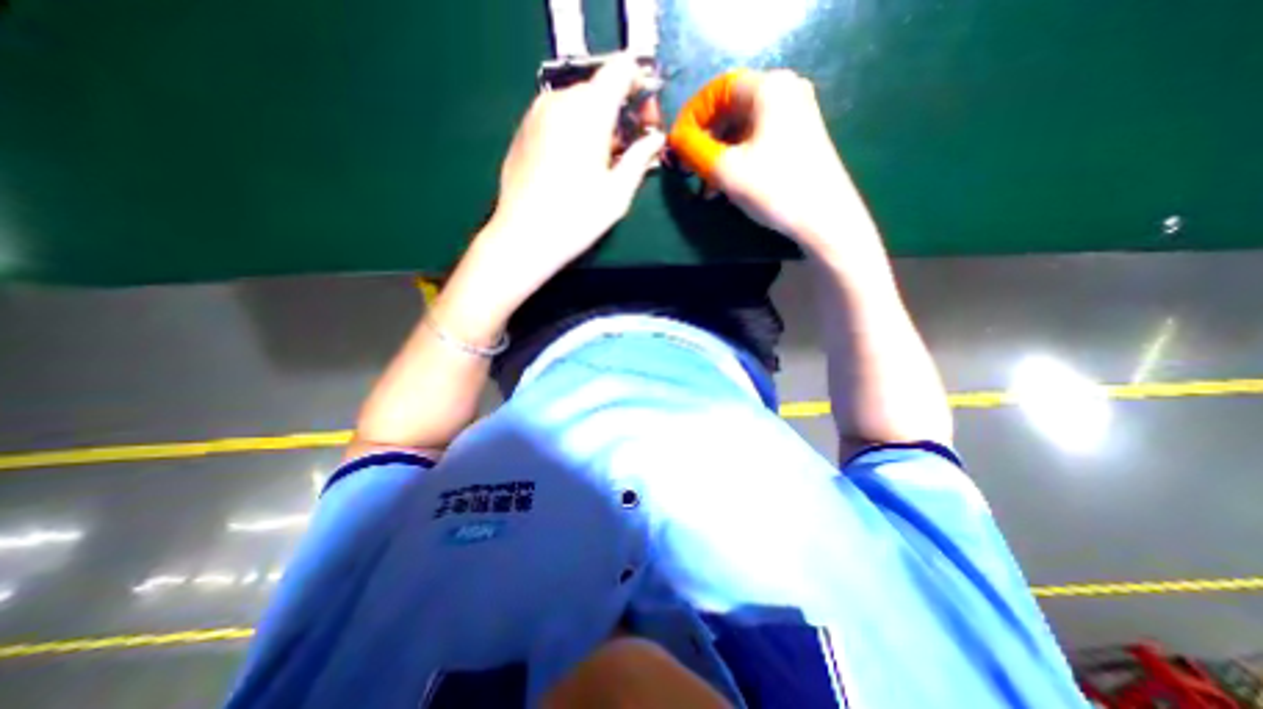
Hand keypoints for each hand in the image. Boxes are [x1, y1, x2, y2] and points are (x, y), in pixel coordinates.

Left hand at [485, 55, 662, 273]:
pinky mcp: (523, 128)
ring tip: (602, 160)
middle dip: (619, 110)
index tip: (646, 116)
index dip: (639, 85)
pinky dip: (574, 128)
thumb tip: (655, 138)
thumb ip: (640, 158)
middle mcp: (560, 100)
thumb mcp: (618, 193)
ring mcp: (537, 112)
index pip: (621, 69)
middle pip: (599, 88)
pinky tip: (576, 162)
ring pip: (577, 102)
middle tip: (628, 148)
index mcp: (589, 111)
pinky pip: (558, 115)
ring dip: (596, 121)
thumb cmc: (577, 219)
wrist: (524, 236)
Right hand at [671, 69, 859, 250]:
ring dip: (719, 155)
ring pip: (743, 128)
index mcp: (769, 88)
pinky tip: (727, 185)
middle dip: (706, 140)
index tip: (678, 144)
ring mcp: (796, 115)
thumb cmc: (774, 187)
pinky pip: (758, 140)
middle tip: (690, 168)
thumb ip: (694, 149)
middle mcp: (785, 92)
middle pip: (731, 108)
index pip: (717, 89)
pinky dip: (738, 159)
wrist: (825, 219)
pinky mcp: (799, 138)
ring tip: (707, 186)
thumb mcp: (725, 169)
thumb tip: (676, 139)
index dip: (692, 116)